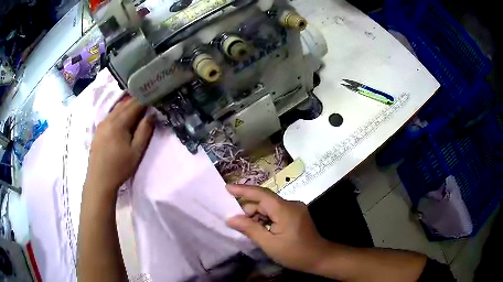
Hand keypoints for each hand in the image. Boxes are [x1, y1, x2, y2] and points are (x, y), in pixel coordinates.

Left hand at [85, 95, 153, 194]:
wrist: (99, 180)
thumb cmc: (119, 167)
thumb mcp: (136, 151)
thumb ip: (144, 131)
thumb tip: (152, 115)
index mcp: (118, 122)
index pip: (134, 104)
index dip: (145, 99)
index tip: (154, 96)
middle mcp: (109, 119)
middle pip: (124, 104)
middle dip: (137, 100)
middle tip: (148, 99)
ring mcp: (102, 124)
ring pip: (116, 108)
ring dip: (127, 105)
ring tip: (138, 107)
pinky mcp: (98, 130)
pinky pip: (111, 115)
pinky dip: (119, 112)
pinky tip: (123, 118)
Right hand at [226, 185, 330, 273]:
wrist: (319, 257)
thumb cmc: (294, 253)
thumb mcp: (269, 244)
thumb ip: (250, 229)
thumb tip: (230, 218)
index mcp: (285, 209)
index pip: (261, 194)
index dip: (243, 190)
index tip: (227, 187)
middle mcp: (291, 204)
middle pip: (264, 202)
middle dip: (249, 211)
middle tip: (238, 225)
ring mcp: (295, 208)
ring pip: (270, 207)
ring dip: (258, 217)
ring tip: (252, 232)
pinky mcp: (296, 214)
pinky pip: (276, 211)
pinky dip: (266, 219)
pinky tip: (263, 231)